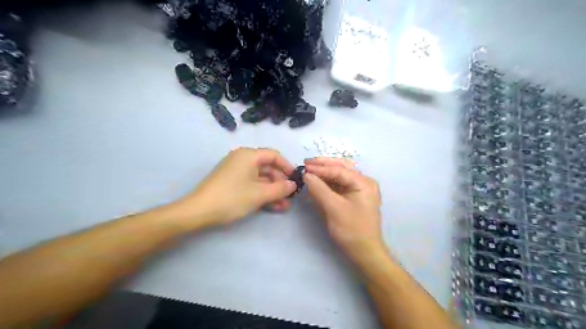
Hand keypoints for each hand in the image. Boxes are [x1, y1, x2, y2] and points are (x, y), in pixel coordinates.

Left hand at [177, 147, 297, 227]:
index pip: (274, 155)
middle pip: (268, 168)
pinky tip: (273, 207)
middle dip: (280, 183)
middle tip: (290, 197)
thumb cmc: (232, 198)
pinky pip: (252, 185)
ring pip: (261, 179)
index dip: (287, 167)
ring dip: (273, 191)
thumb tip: (293, 185)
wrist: (199, 212)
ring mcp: (237, 172)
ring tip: (285, 206)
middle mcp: (243, 160)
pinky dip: (262, 194)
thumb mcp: (260, 194)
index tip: (296, 179)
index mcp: (249, 155)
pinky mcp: (232, 183)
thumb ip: (280, 188)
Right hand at [302, 158, 385, 262]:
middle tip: (306, 163)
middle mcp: (363, 182)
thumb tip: (306, 175)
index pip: (339, 170)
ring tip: (309, 169)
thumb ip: (319, 189)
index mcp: (364, 182)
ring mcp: (359, 189)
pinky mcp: (353, 197)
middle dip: (323, 165)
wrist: (364, 252)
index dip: (320, 168)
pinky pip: (339, 185)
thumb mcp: (334, 208)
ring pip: (340, 175)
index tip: (304, 167)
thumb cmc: (352, 230)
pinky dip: (327, 183)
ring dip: (324, 172)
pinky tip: (317, 181)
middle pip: (341, 168)